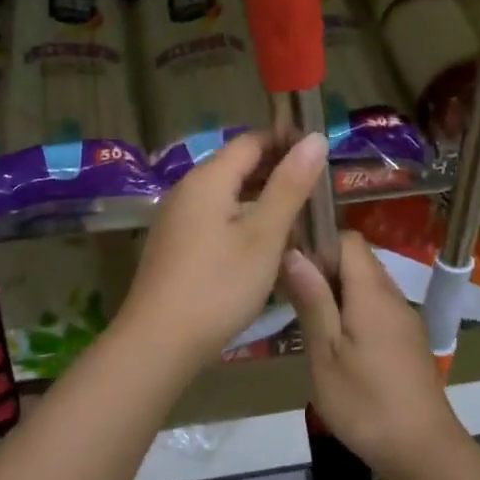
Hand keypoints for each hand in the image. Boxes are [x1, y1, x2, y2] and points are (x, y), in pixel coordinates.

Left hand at [116, 130, 328, 372]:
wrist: (158, 341)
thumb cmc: (218, 285)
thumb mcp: (264, 235)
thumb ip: (290, 185)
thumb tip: (315, 138)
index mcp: (208, 178)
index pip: (252, 141)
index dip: (286, 142)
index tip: (321, 157)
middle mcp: (187, 189)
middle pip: (238, 166)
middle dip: (277, 174)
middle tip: (317, 193)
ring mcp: (177, 218)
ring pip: (227, 196)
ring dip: (262, 202)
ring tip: (298, 223)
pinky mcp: (174, 244)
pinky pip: (214, 219)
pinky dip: (242, 222)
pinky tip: (263, 249)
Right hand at [281, 232, 464, 479]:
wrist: (424, 453)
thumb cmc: (365, 403)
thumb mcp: (325, 353)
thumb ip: (312, 300)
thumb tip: (294, 252)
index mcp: (372, 293)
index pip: (349, 240)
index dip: (319, 243)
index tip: (293, 266)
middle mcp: (393, 297)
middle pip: (358, 261)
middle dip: (324, 268)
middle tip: (294, 297)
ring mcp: (405, 320)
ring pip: (367, 286)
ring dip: (338, 292)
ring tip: (311, 322)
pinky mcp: (409, 342)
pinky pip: (378, 308)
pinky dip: (354, 312)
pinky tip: (338, 345)